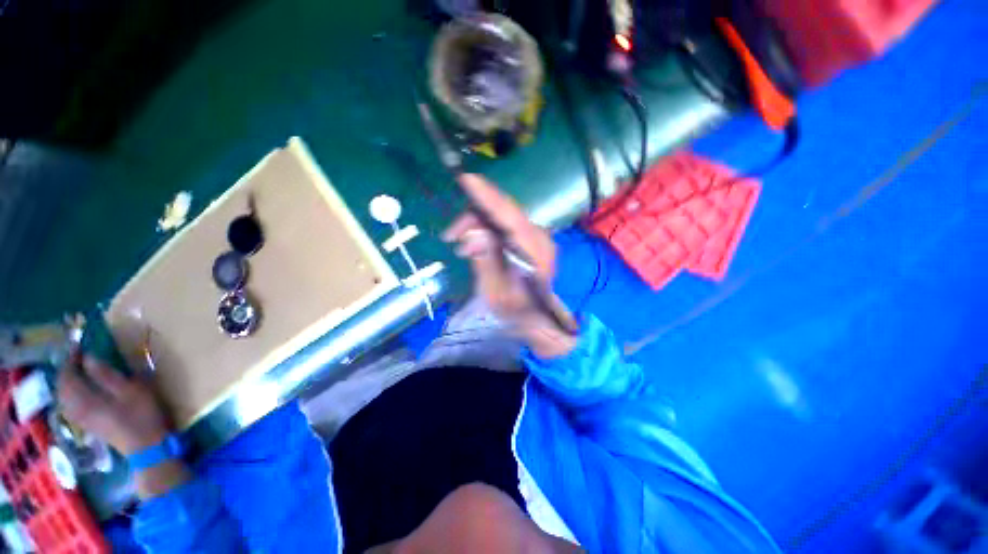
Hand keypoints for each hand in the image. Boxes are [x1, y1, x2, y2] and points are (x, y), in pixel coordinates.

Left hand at [57, 353, 172, 456]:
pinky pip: (70, 404)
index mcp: (83, 399)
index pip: (67, 375)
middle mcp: (75, 408)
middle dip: (67, 369)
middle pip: (62, 386)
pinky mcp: (87, 423)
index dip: (71, 358)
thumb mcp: (130, 390)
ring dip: (68, 381)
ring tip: (80, 370)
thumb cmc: (141, 414)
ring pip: (64, 396)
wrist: (145, 446)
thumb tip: (89, 358)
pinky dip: (72, 392)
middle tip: (79, 356)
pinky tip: (82, 390)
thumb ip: (107, 374)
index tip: (79, 345)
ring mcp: (80, 418)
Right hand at [442, 174, 577, 357]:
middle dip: (473, 217)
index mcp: (534, 250)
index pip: (509, 216)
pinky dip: (485, 229)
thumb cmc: (518, 311)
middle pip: (503, 212)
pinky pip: (504, 225)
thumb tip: (472, 233)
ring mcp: (535, 236)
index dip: (487, 197)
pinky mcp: (528, 239)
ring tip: (460, 246)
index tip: (466, 179)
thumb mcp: (498, 293)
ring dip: (477, 224)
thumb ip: (486, 262)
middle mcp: (538, 237)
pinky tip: (473, 245)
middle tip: (451, 236)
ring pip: (501, 217)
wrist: (539, 317)